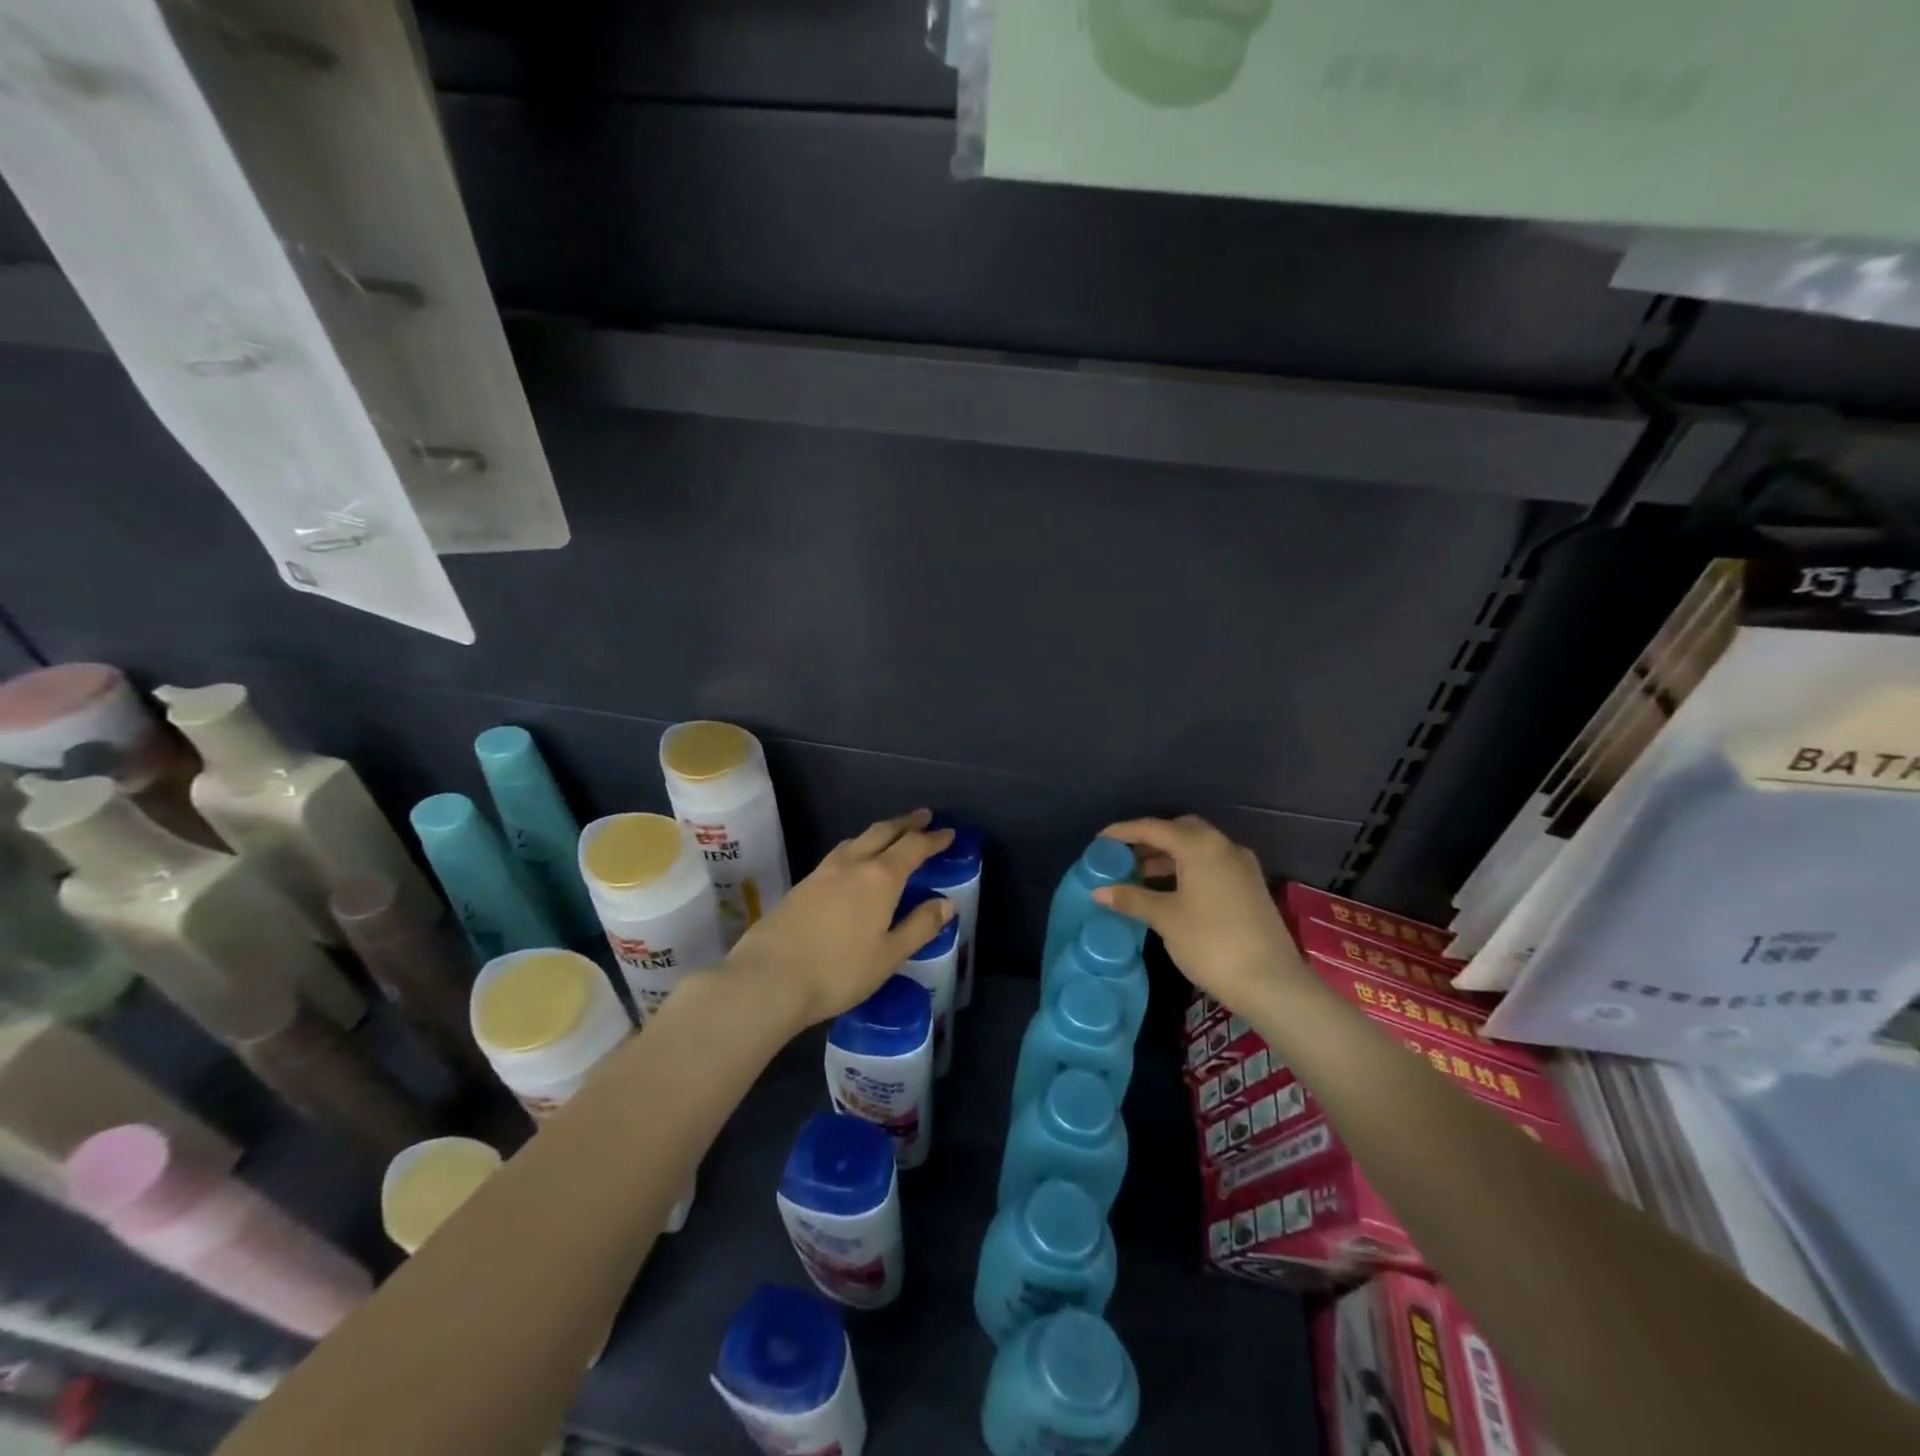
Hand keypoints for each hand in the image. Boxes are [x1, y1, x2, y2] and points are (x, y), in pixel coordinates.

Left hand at [725, 809, 955, 1028]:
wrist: (768, 978)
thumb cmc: (838, 971)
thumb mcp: (889, 955)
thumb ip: (920, 926)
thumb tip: (947, 903)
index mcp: (880, 878)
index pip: (913, 847)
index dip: (933, 839)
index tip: (948, 833)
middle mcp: (852, 864)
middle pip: (883, 832)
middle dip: (906, 823)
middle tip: (923, 817)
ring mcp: (823, 872)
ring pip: (857, 840)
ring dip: (879, 833)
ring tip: (889, 836)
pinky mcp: (802, 885)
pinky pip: (839, 854)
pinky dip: (857, 848)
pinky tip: (853, 864)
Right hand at [1093, 815, 1304, 1013]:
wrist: (1271, 983)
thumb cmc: (1211, 943)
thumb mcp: (1165, 918)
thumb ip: (1132, 899)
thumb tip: (1098, 891)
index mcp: (1201, 846)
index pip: (1154, 828)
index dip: (1124, 832)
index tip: (1100, 840)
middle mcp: (1224, 846)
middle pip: (1180, 830)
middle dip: (1150, 840)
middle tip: (1124, 856)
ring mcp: (1241, 866)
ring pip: (1198, 848)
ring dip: (1169, 856)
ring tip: (1139, 876)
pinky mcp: (1250, 886)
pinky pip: (1211, 864)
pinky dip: (1187, 869)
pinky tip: (1170, 890)